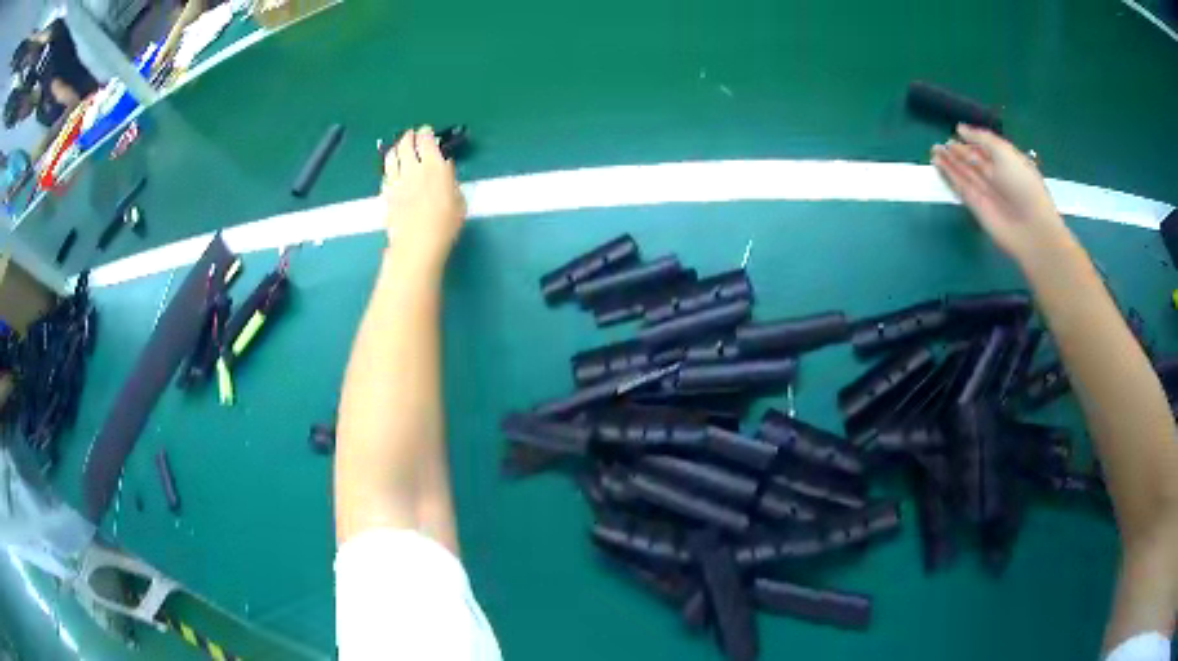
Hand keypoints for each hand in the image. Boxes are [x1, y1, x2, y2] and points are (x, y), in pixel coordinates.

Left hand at [381, 126, 465, 270]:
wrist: (417, 244)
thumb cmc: (446, 224)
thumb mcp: (458, 199)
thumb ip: (449, 180)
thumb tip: (444, 169)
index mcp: (434, 165)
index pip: (426, 140)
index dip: (425, 133)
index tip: (427, 131)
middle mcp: (412, 168)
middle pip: (405, 144)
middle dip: (408, 137)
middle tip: (411, 135)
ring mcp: (396, 180)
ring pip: (391, 156)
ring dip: (395, 148)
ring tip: (398, 148)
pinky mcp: (386, 194)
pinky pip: (386, 175)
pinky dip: (389, 169)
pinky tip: (392, 171)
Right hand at [932, 124, 1074, 267]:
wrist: (1031, 229)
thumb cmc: (1024, 185)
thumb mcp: (1005, 152)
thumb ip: (982, 138)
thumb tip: (960, 129)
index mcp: (1007, 162)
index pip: (986, 148)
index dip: (972, 140)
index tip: (957, 131)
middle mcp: (996, 177)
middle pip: (973, 161)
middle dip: (958, 151)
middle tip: (941, 143)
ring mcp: (986, 192)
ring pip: (964, 173)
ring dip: (949, 162)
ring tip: (934, 149)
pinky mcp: (976, 206)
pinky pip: (961, 188)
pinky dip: (949, 176)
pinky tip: (937, 164)